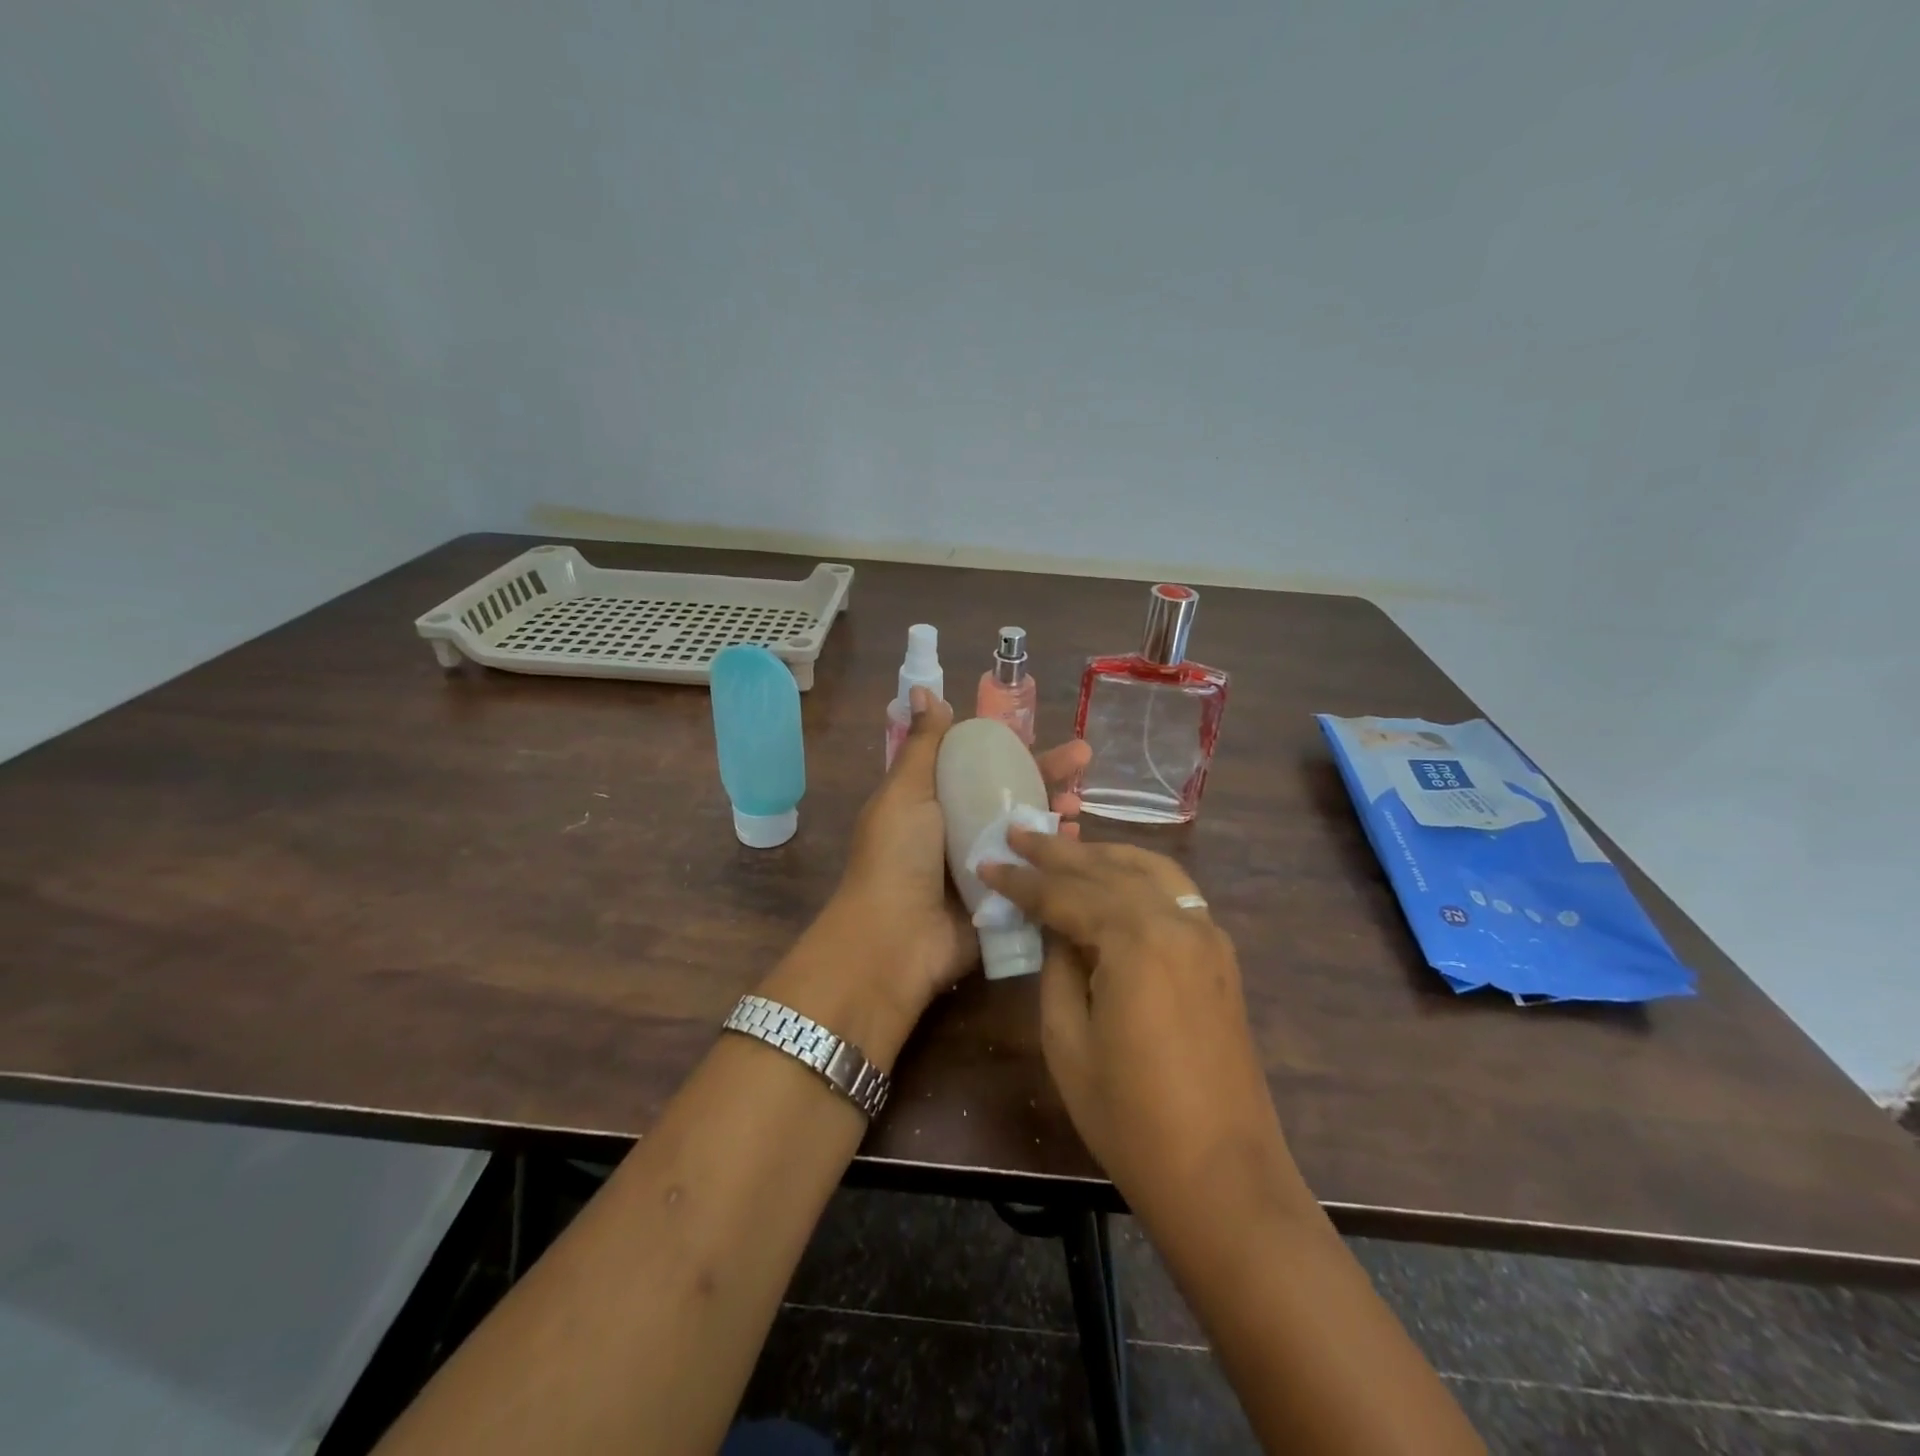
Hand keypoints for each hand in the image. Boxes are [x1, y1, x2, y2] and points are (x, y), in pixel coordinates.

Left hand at [830, 688, 1091, 1023]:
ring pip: (1026, 832)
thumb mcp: (906, 792)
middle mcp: (958, 830)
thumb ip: (923, 745)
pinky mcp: (1001, 900)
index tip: (1041, 733)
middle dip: (1047, 775)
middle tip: (1084, 759)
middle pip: (1010, 795)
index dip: (1010, 748)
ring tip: (1079, 803)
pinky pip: (1033, 871)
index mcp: (933, 801)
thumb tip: (925, 691)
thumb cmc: (897, 856)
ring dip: (1054, 814)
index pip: (979, 764)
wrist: (895, 939)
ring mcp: (982, 867)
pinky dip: (1054, 857)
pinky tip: (1076, 841)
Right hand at [980, 833, 1294, 1219]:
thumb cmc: (1131, 1117)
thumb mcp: (1068, 1040)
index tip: (987, 860)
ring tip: (1064, 845)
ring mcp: (1207, 935)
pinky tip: (1115, 879)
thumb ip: (1057, 967)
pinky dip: (1138, 875)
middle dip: (1058, 851)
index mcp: (1136, 940)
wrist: (1224, 1177)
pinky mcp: (1220, 955)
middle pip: (1107, 870)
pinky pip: (1175, 893)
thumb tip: (1056, 929)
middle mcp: (1177, 921)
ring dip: (1102, 855)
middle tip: (1019, 830)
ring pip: (1148, 870)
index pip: (1065, 894)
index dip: (1021, 880)